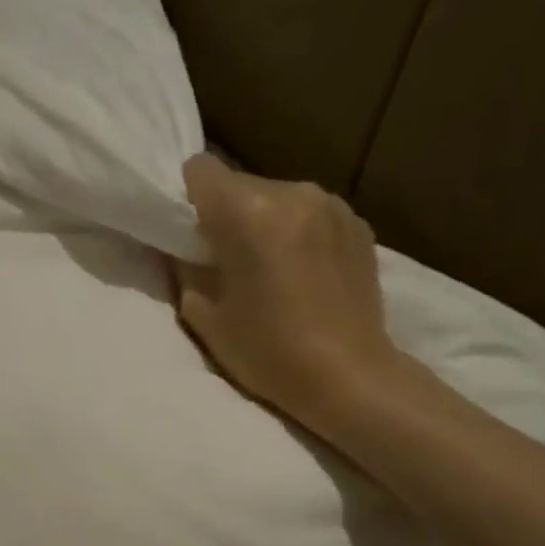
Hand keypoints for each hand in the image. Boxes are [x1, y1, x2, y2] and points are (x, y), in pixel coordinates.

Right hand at [175, 154, 405, 434]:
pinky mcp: (357, 223)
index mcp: (248, 213)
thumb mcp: (203, 314)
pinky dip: (298, 232)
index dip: (187, 197)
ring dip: (265, 222)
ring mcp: (332, 205)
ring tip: (270, 268)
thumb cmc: (266, 352)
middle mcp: (293, 193)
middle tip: (227, 259)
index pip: (201, 169)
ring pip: (277, 196)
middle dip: (227, 213)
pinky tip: (303, 273)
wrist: (347, 376)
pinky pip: (310, 213)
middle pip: (240, 183)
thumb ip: (187, 267)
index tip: (190, 232)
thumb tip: (187, 248)